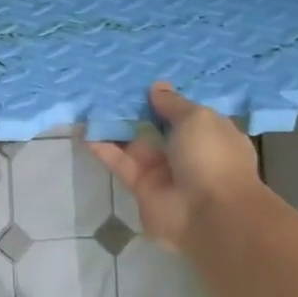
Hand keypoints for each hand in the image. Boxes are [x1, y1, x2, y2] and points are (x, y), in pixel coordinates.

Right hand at [86, 82, 267, 250]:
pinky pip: (120, 163)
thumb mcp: (197, 119)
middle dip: (137, 110)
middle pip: (157, 127)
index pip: (186, 113)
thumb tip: (157, 87)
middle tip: (110, 87)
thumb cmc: (212, 157)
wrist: (209, 214)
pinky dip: (103, 148)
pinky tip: (85, 130)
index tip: (143, 81)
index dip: (167, 99)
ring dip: (115, 127)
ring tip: (91, 104)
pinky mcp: (141, 187)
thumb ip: (173, 104)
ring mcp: (163, 171)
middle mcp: (188, 152)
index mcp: (211, 134)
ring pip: (135, 144)